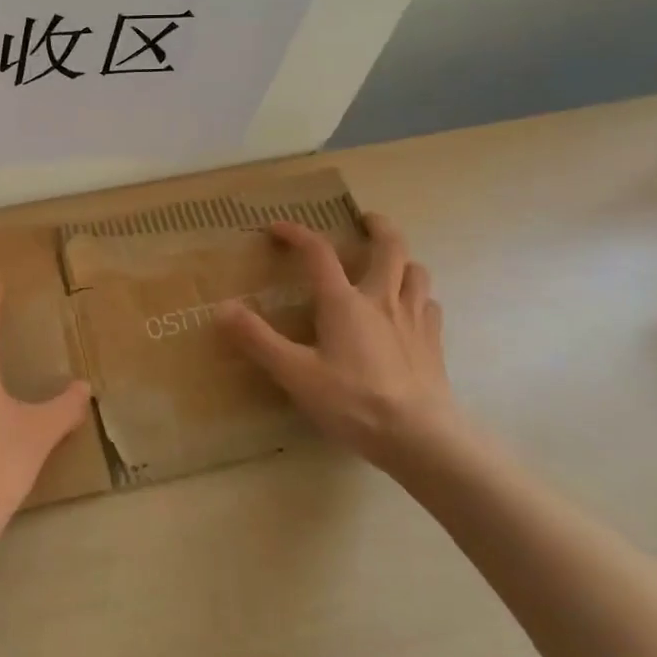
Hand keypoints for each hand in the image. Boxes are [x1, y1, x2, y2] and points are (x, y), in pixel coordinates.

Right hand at [219, 215, 456, 474]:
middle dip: (377, 226)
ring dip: (402, 260)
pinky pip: (430, 305)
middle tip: (365, 220)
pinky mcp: (434, 342)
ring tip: (390, 264)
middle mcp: (382, 299)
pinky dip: (418, 297)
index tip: (277, 227)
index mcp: (344, 302)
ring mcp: (414, 319)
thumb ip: (258, 340)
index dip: (297, 233)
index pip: (318, 253)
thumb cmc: (353, 402)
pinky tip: (411, 310)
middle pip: (389, 246)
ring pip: (416, 271)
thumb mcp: (295, 374)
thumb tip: (221, 308)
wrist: (420, 437)